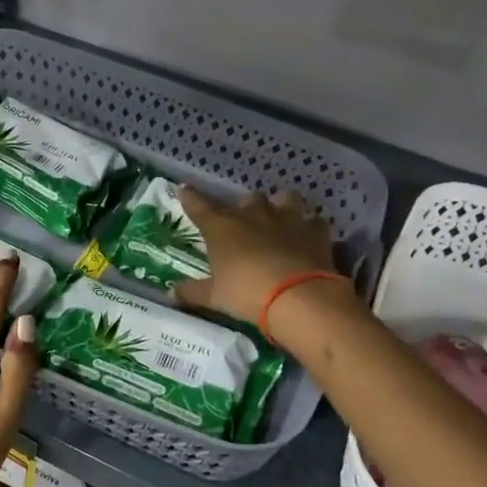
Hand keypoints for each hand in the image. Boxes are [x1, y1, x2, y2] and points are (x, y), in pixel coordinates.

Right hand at [173, 186, 348, 328]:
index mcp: (222, 228)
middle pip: (246, 199)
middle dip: (243, 207)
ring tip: (279, 217)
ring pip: (284, 198)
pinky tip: (308, 235)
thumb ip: (192, 292)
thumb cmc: (247, 294)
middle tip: (243, 222)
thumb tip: (171, 293)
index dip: (190, 197)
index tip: (183, 188)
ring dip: (280, 205)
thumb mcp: (215, 297)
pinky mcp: (315, 231)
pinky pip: (313, 221)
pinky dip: (310, 226)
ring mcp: (287, 219)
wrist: (299, 298)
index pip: (199, 206)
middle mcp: (253, 215)